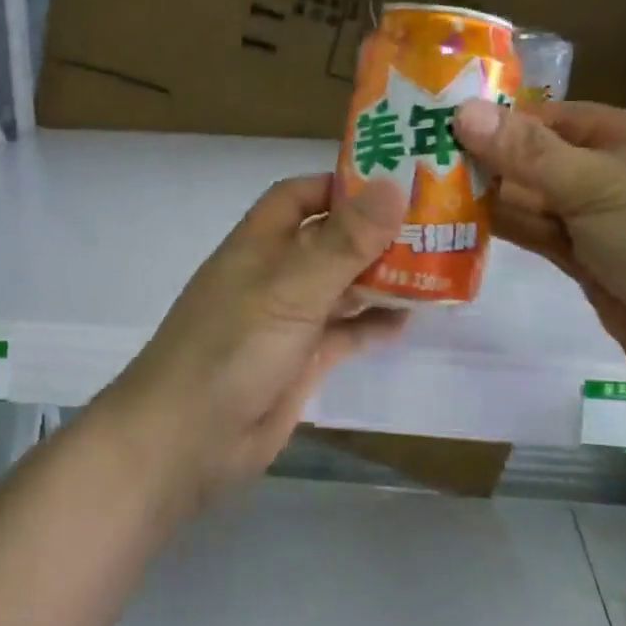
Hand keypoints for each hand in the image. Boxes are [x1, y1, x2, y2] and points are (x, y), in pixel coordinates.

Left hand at [98, 174, 409, 513]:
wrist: (189, 440)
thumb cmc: (233, 348)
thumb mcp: (291, 288)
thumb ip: (343, 241)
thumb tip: (393, 184)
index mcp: (260, 243)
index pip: (300, 195)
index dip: (342, 185)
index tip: (396, 184)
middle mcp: (275, 275)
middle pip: (330, 240)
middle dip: (375, 233)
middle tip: (435, 227)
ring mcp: (288, 320)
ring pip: (342, 287)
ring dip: (381, 278)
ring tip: (436, 270)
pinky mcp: (301, 360)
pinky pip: (345, 333)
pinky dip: (373, 325)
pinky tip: (410, 321)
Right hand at [452, 98, 625, 403]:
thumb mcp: (598, 185)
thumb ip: (528, 153)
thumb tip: (463, 111)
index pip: (556, 119)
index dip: (503, 121)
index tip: (445, 124)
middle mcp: (618, 177)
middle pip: (542, 162)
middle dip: (490, 161)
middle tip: (421, 160)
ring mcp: (606, 226)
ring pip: (539, 204)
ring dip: (492, 199)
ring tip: (427, 190)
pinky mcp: (594, 268)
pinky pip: (543, 240)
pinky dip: (509, 233)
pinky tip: (461, 224)